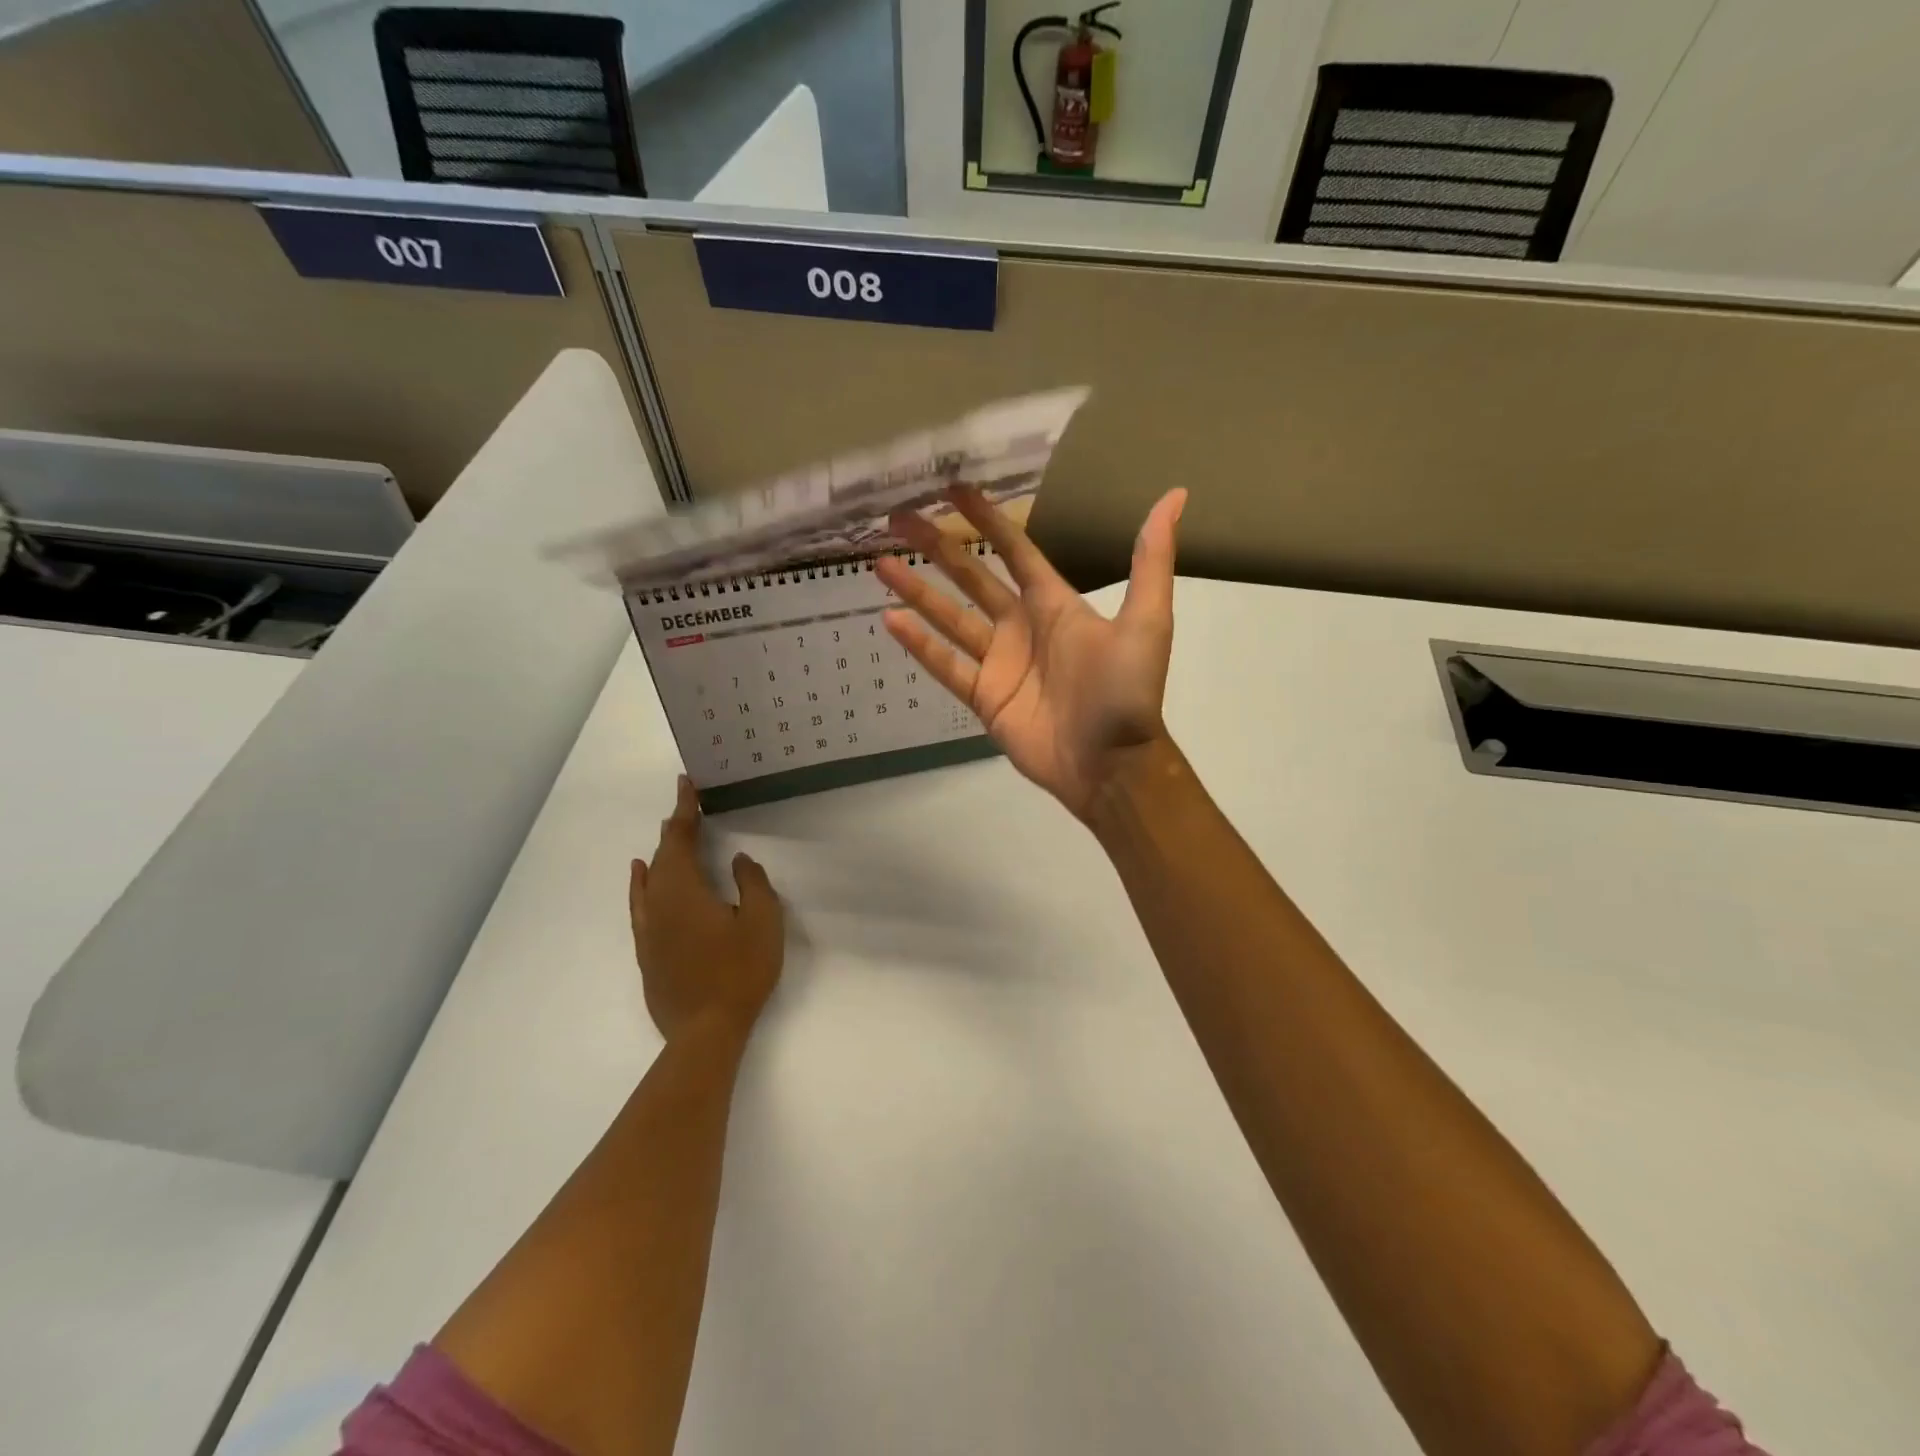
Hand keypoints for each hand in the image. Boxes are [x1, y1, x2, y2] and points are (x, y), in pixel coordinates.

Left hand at [629, 777, 783, 1042]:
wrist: (705, 1031)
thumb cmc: (739, 972)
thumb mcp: (762, 922)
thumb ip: (751, 883)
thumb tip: (736, 860)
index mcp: (684, 890)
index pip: (682, 839)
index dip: (685, 810)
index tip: (685, 784)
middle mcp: (658, 903)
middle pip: (664, 855)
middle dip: (675, 828)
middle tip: (686, 806)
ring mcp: (648, 929)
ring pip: (650, 878)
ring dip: (661, 853)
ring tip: (669, 832)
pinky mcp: (647, 951)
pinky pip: (640, 902)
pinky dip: (641, 882)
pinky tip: (641, 876)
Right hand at [877, 486, 1186, 821]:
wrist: (1112, 764)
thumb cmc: (1127, 692)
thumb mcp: (1146, 621)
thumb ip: (1150, 560)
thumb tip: (1176, 495)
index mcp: (1055, 604)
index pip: (1014, 551)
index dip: (986, 519)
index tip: (954, 489)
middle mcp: (1021, 626)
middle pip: (972, 577)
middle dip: (938, 546)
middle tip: (899, 517)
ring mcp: (999, 662)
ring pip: (950, 617)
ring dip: (917, 590)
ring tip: (880, 562)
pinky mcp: (984, 697)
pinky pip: (946, 665)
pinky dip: (920, 645)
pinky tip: (891, 619)